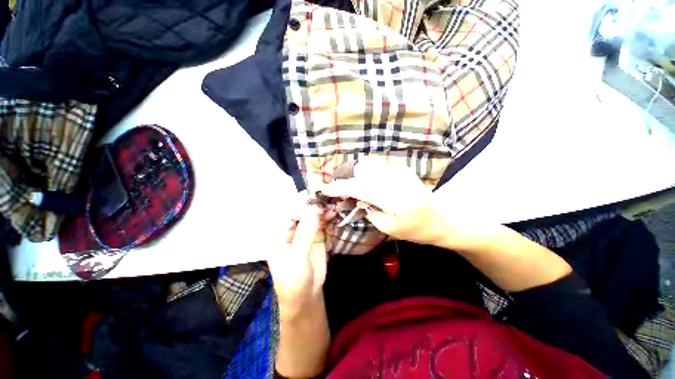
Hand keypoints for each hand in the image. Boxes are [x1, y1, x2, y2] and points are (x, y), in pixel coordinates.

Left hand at [267, 205, 334, 313]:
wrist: (306, 296)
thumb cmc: (293, 279)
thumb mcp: (297, 255)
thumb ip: (306, 231)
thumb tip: (315, 210)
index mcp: (279, 235)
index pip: (288, 214)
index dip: (300, 206)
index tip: (313, 201)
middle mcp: (291, 231)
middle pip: (301, 214)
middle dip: (312, 208)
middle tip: (324, 203)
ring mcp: (304, 234)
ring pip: (312, 218)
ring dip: (321, 213)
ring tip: (331, 209)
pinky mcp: (315, 239)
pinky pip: (321, 225)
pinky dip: (327, 220)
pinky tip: (332, 215)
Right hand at [321, 159, 452, 245]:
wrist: (441, 218)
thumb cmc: (415, 229)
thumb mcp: (388, 227)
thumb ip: (368, 210)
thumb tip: (355, 197)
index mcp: (393, 198)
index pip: (359, 187)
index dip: (339, 187)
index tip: (325, 189)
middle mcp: (395, 179)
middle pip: (361, 171)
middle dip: (345, 178)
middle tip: (336, 188)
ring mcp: (399, 171)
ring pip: (367, 166)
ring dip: (354, 175)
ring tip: (349, 186)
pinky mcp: (401, 168)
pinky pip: (376, 167)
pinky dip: (365, 173)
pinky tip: (364, 183)